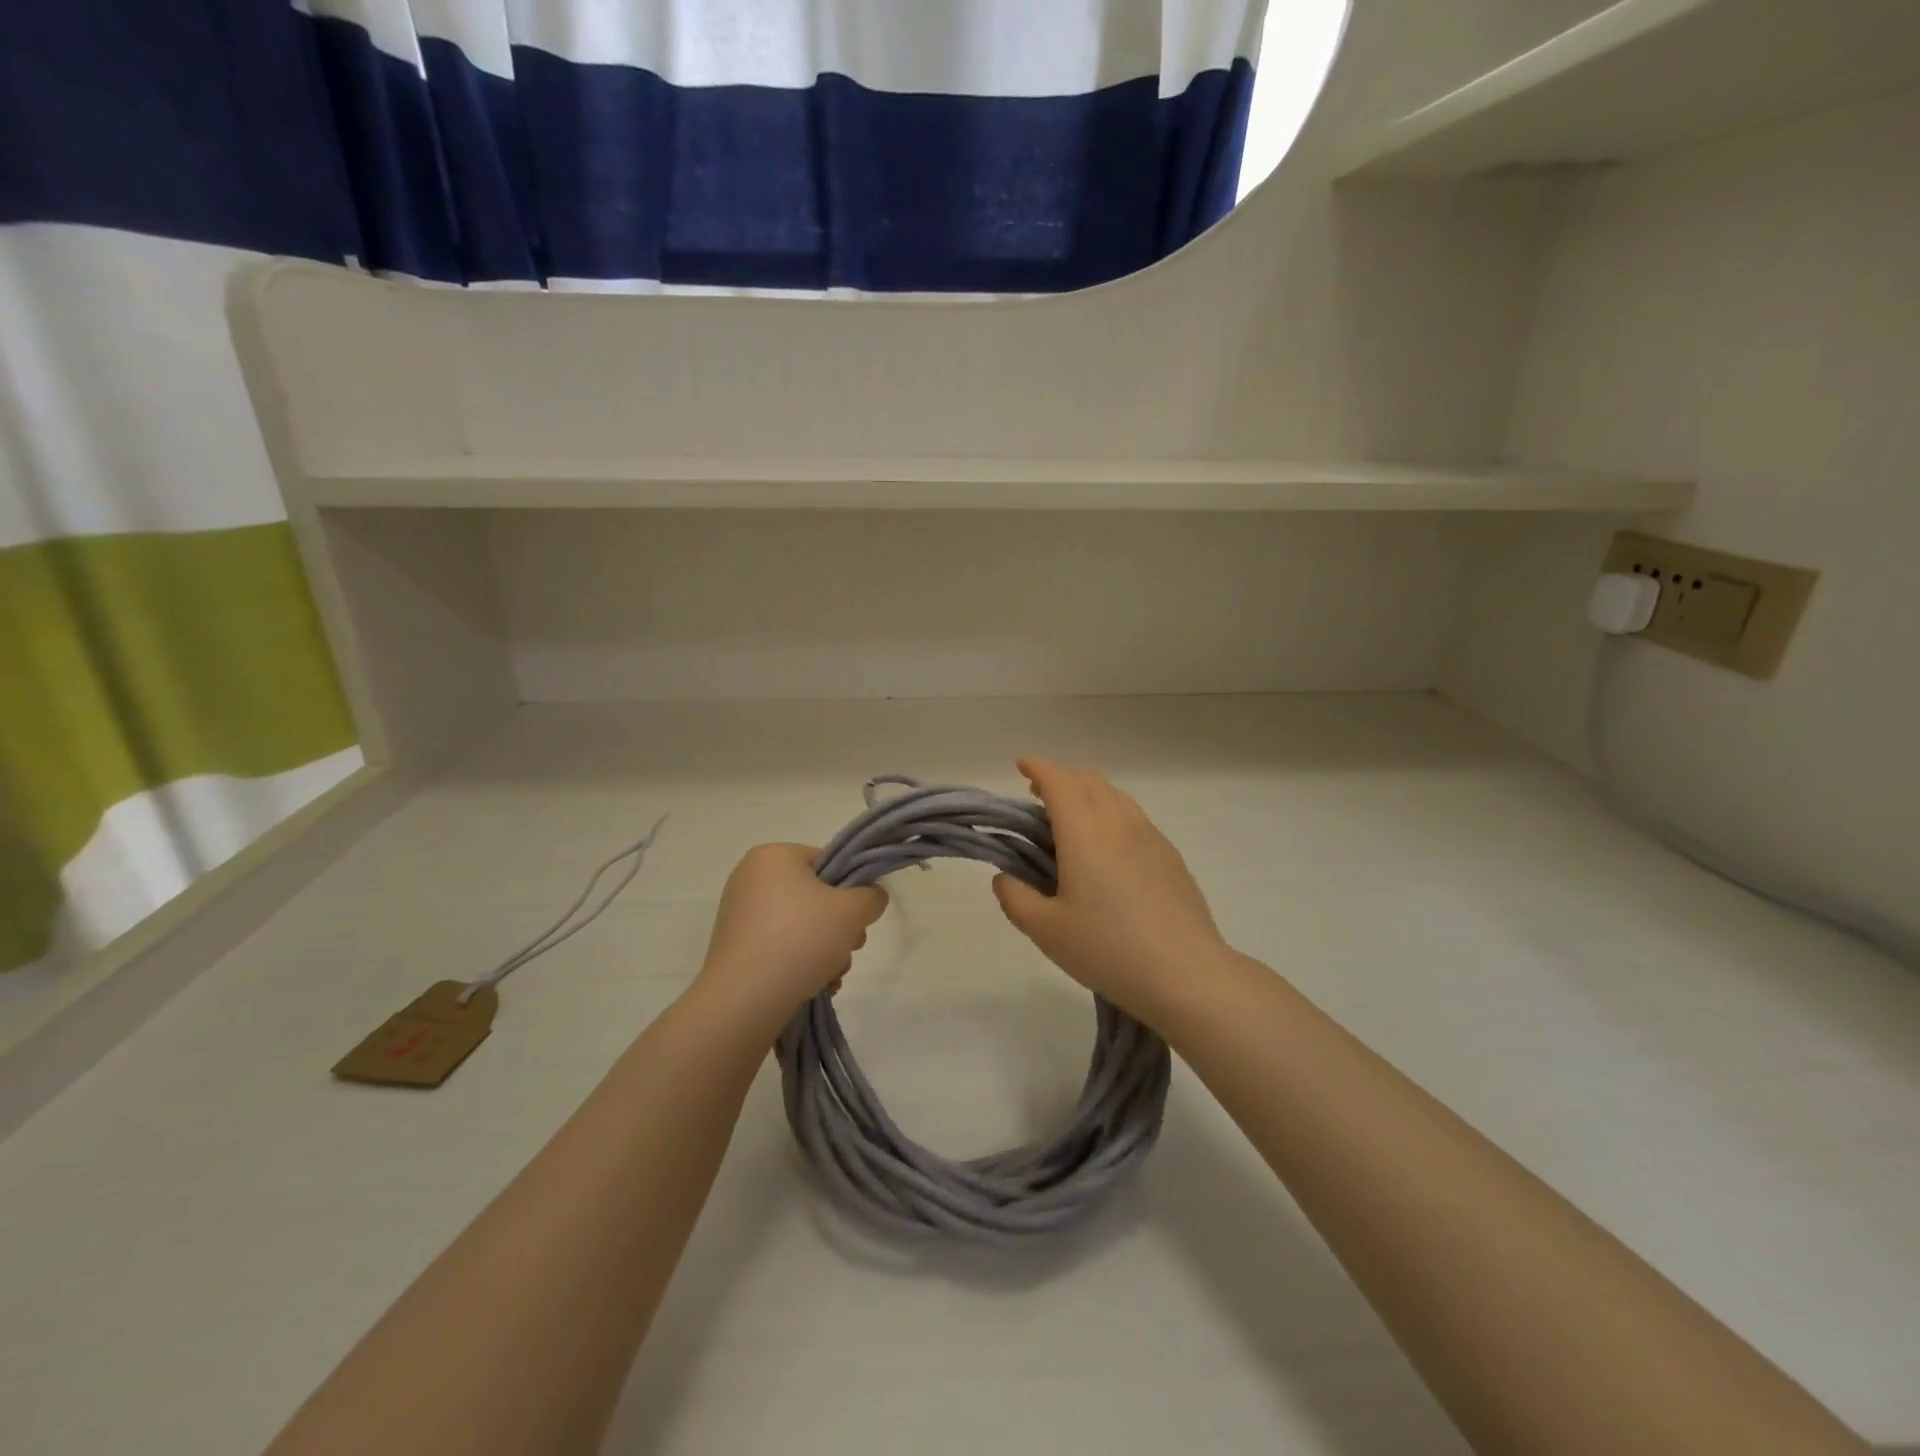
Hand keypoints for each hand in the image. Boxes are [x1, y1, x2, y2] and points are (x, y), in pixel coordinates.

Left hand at [697, 843, 887, 1017]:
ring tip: (833, 975)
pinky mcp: (734, 947)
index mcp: (773, 856)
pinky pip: (778, 946)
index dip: (850, 890)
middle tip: (850, 949)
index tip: (859, 920)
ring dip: (824, 949)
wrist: (744, 999)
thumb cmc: (800, 939)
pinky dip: (799, 962)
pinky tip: (814, 985)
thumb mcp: (852, 911)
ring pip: (799, 925)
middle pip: (814, 896)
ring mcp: (738, 914)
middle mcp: (750, 878)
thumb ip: (871, 896)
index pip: (827, 862)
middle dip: (839, 927)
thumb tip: (870, 898)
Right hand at [992, 759, 1226, 1022]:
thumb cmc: (1107, 949)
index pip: (1058, 780)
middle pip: (1088, 779)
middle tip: (1038, 794)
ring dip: (1087, 793)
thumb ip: (1016, 898)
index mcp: (1084, 832)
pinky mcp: (1170, 856)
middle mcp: (1118, 822)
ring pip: (1115, 795)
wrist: (1186, 974)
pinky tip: (1107, 849)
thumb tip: (1004, 877)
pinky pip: (1134, 817)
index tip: (1021, 766)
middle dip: (1060, 777)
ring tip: (1070, 819)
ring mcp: (1150, 836)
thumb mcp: (1046, 931)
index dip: (1037, 767)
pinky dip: (1111, 813)